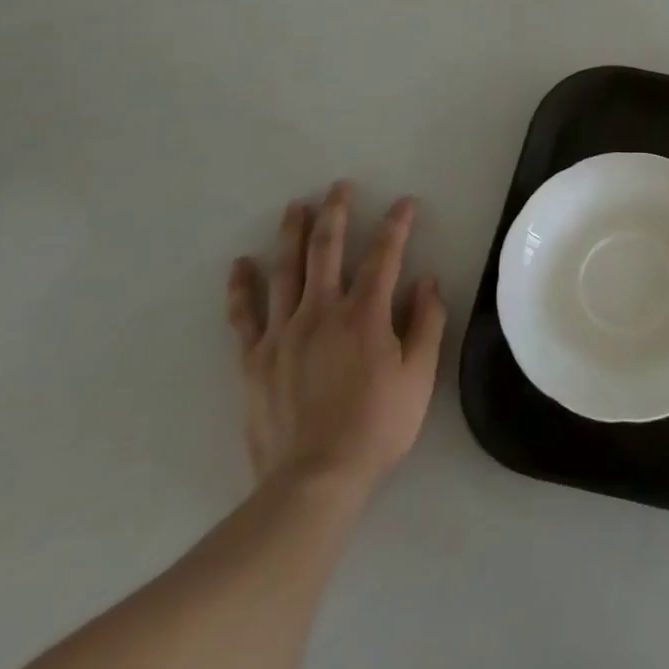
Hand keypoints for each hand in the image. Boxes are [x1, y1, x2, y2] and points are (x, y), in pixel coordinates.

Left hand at [226, 182, 445, 502]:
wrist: (314, 480)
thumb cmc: (377, 426)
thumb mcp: (419, 376)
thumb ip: (426, 323)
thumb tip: (427, 281)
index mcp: (365, 314)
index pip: (385, 255)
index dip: (396, 225)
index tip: (405, 203)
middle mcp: (322, 312)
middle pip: (327, 249)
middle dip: (336, 212)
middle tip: (338, 187)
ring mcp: (283, 333)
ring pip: (285, 270)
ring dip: (291, 234)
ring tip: (295, 207)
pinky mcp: (255, 359)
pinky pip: (244, 315)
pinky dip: (242, 287)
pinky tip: (240, 265)